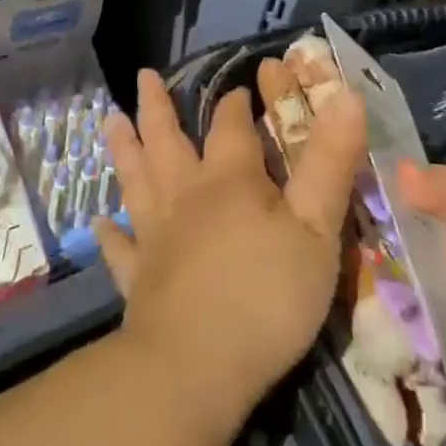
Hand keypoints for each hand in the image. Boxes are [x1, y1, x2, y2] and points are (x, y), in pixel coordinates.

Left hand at [98, 69, 366, 431]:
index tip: (236, 88)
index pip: (230, 129)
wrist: (196, 367)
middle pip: (167, 142)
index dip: (235, 105)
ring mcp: (155, 237)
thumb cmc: (266, 297)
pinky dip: (110, 234)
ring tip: (110, 119)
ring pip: (135, 180)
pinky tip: (100, 222)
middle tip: (143, 77)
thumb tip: (344, 93)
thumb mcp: (317, 229)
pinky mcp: (138, 279)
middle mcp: (184, 198)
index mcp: (229, 182)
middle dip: (158, 108)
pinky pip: (120, 249)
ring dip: (124, 149)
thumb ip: (330, 162)